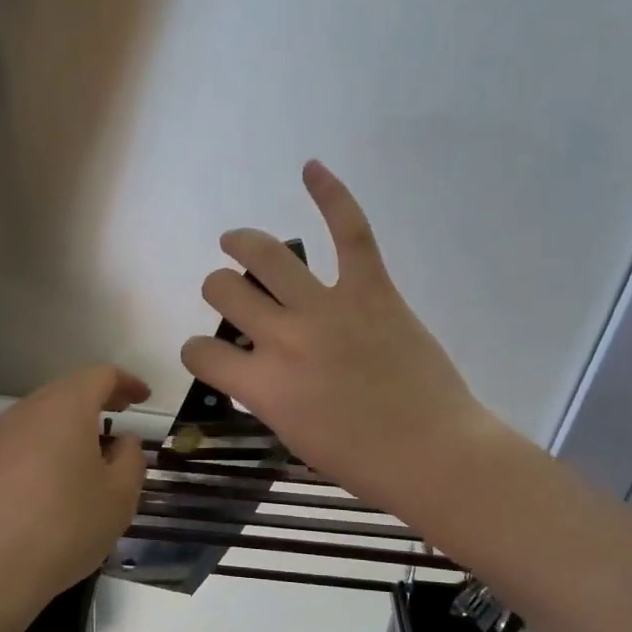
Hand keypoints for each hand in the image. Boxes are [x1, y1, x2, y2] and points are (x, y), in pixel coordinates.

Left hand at [0, 365, 149, 615]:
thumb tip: (124, 441)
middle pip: (67, 390)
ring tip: (93, 451)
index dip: (127, 382)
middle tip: (121, 417)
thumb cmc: (67, 525)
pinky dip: (48, 446)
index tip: (143, 398)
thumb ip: (130, 459)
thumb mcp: (120, 496)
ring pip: (43, 416)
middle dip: (98, 399)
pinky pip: (24, 441)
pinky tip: (58, 479)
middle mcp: (28, 411)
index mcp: (66, 407)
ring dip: (71, 424)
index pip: (100, 375)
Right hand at [181, 161, 499, 516]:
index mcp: (262, 385)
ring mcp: (328, 308)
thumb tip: (261, 368)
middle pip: (224, 290)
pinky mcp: (372, 290)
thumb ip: (268, 395)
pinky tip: (311, 169)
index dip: (197, 351)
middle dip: (218, 291)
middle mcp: (284, 338)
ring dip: (242, 243)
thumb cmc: (362, 463)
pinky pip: (350, 232)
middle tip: (232, 295)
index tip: (211, 354)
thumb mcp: (293, 437)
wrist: (434, 454)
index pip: (200, 352)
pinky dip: (332, 195)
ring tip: (237, 241)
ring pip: (266, 255)